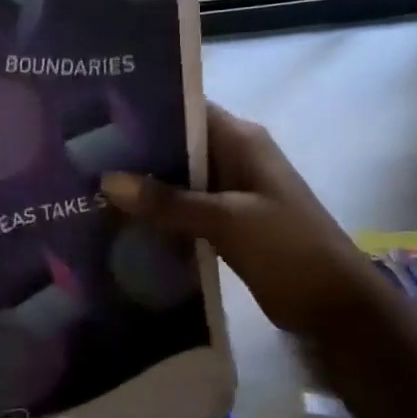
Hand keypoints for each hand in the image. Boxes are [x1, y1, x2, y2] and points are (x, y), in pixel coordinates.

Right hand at [100, 103, 382, 337]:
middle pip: (176, 145)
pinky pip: (182, 209)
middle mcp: (233, 158)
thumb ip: (166, 201)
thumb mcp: (225, 220)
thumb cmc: (288, 249)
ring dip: (143, 186)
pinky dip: (157, 214)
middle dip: (134, 152)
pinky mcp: (225, 223)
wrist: (335, 307)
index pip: (186, 110)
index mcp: (241, 141)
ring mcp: (230, 192)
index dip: (145, 110)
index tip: (97, 116)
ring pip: (176, 180)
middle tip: (81, 156)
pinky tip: (119, 221)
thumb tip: (106, 180)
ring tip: (89, 186)